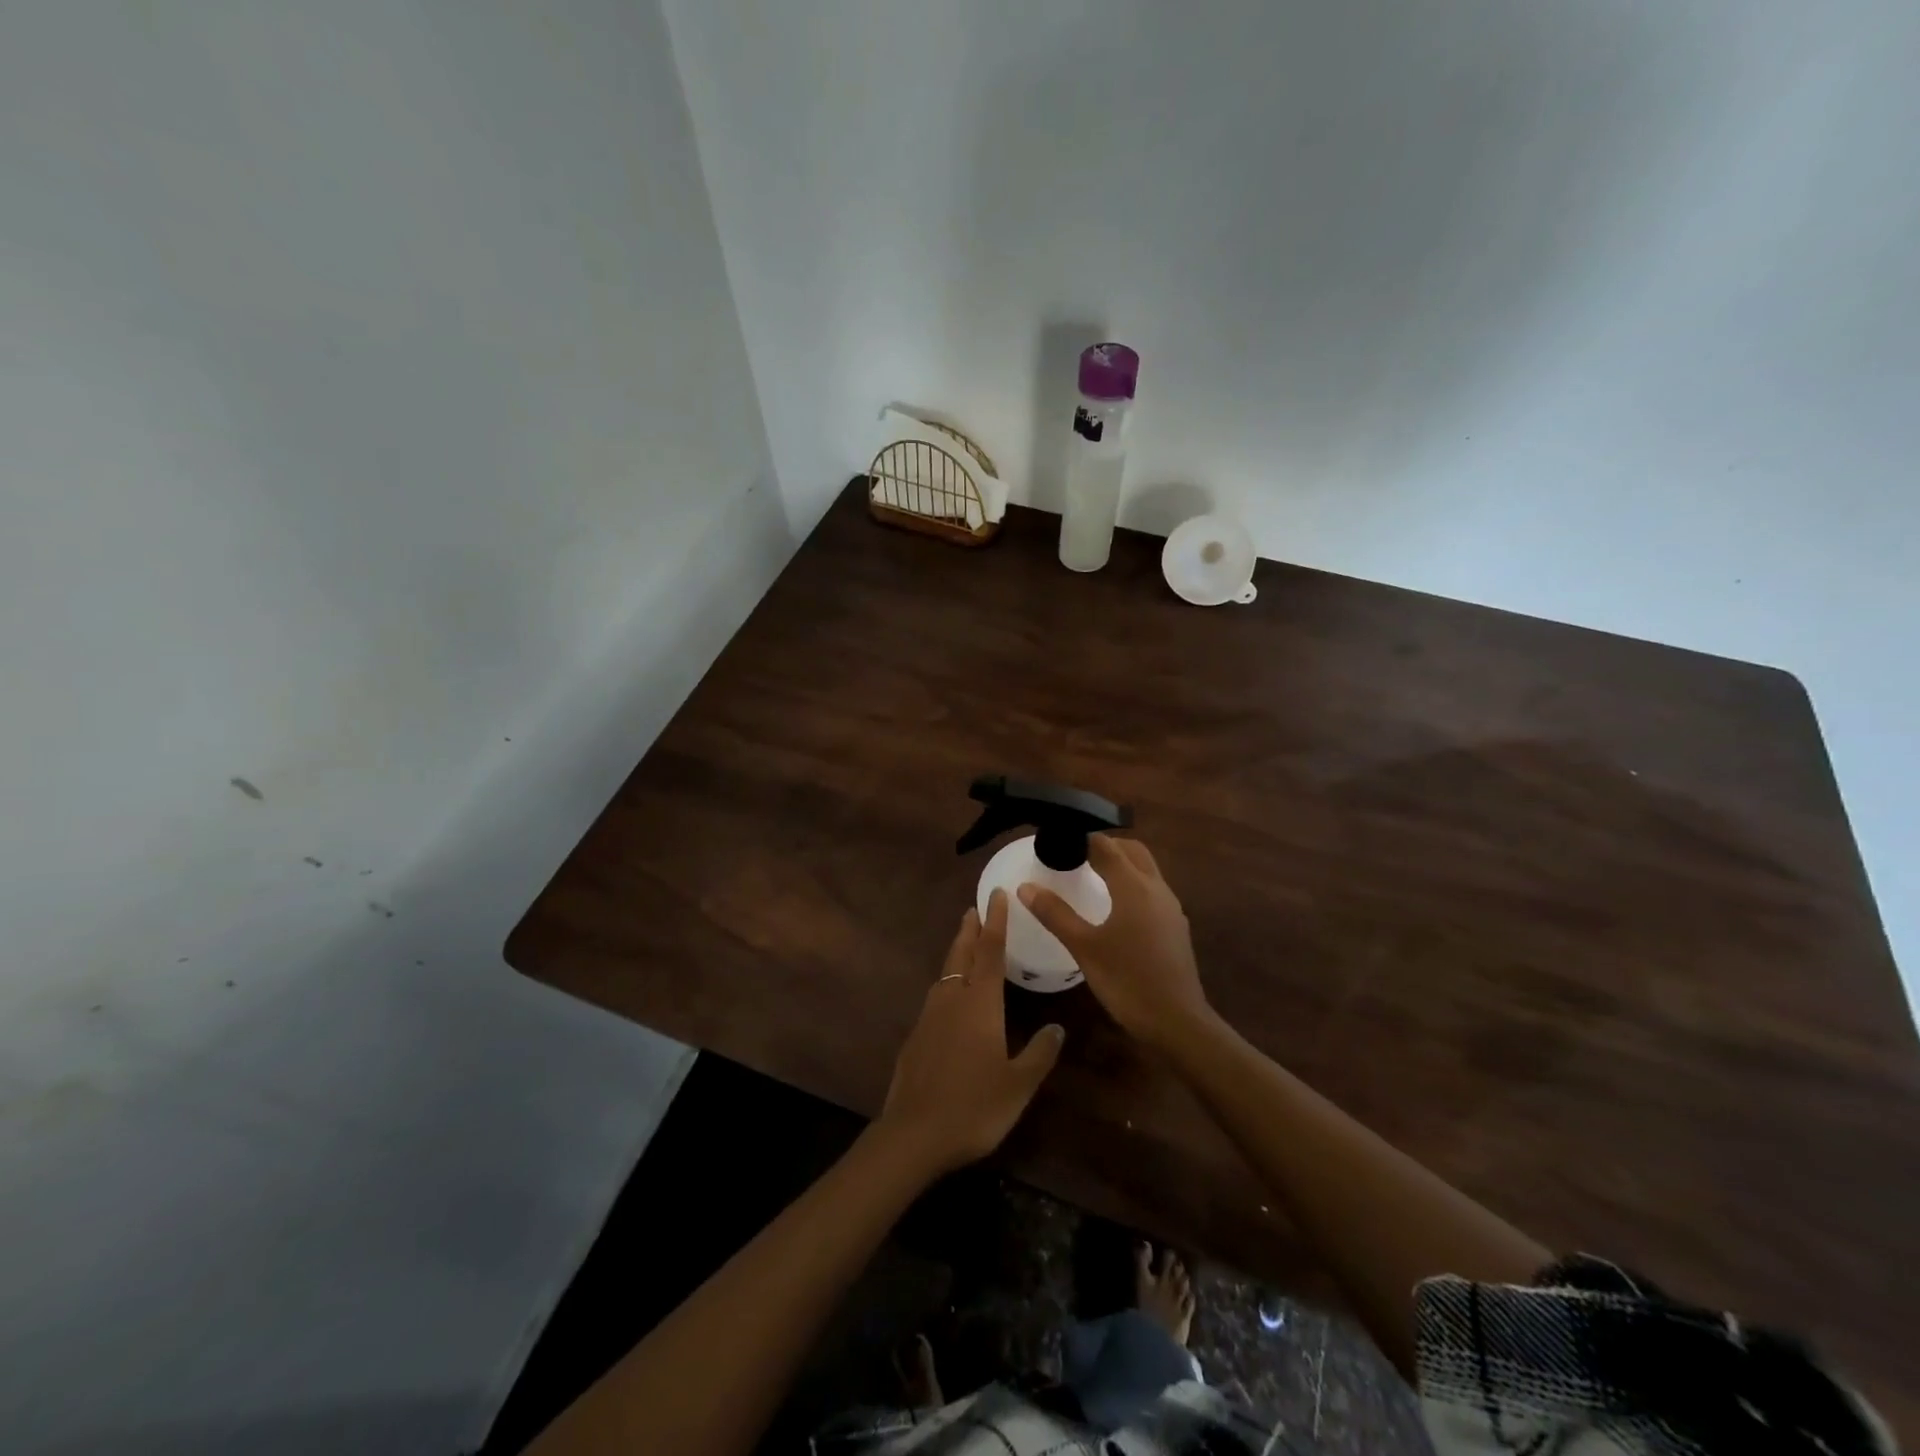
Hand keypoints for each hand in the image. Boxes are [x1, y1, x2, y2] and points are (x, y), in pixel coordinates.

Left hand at [879, 890, 1064, 1175]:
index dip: (996, 922)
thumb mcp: (1018, 1085)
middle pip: (962, 954)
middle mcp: (952, 1000)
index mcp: (980, 1003)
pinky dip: (947, 984)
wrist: (913, 1134)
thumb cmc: (974, 1106)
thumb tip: (1058, 1028)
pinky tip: (951, 999)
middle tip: (975, 909)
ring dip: (957, 954)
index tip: (996, 895)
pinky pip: (936, 997)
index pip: (991, 952)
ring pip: (945, 974)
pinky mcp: (915, 1036)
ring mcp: (929, 1017)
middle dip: (970, 930)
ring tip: (966, 946)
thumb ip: (1039, 1053)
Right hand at [1018, 836, 1210, 1047]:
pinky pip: (1153, 890)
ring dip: (1122, 863)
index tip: (1059, 838)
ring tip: (1093, 875)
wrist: (1178, 1022)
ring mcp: (1171, 908)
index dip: (1083, 838)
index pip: (1106, 846)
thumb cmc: (1127, 981)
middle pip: (1132, 851)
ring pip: (1146, 870)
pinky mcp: (1176, 927)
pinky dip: (1133, 884)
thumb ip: (1055, 914)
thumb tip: (1025, 887)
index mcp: (1134, 886)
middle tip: (1077, 853)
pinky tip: (1116, 907)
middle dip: (1106, 845)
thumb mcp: (1084, 947)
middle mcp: (1156, 889)